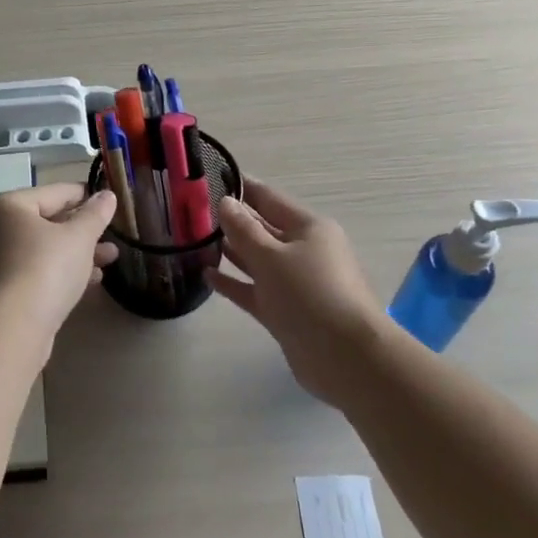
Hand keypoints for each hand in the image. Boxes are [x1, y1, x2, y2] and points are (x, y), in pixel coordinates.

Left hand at [0, 184, 119, 339]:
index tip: (109, 202)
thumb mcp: (79, 238)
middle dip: (82, 230)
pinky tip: (88, 281)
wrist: (8, 331)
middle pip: (45, 221)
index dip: (85, 195)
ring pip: (39, 249)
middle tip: (111, 236)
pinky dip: (57, 271)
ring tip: (109, 259)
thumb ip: (95, 214)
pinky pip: (31, 271)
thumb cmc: (44, 270)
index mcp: (5, 205)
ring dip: (74, 253)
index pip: (54, 192)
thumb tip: (106, 195)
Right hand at [207, 179, 384, 403]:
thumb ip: (243, 229)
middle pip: (262, 228)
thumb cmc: (310, 294)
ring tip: (194, 240)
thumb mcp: (271, 256)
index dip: (241, 188)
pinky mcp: (286, 311)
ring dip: (230, 251)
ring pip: (257, 260)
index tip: (209, 179)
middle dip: (231, 221)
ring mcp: (295, 283)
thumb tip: (225, 201)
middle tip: (191, 212)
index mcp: (308, 228)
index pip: (269, 198)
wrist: (346, 358)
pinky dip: (234, 282)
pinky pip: (255, 290)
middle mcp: (303, 251)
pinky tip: (207, 275)